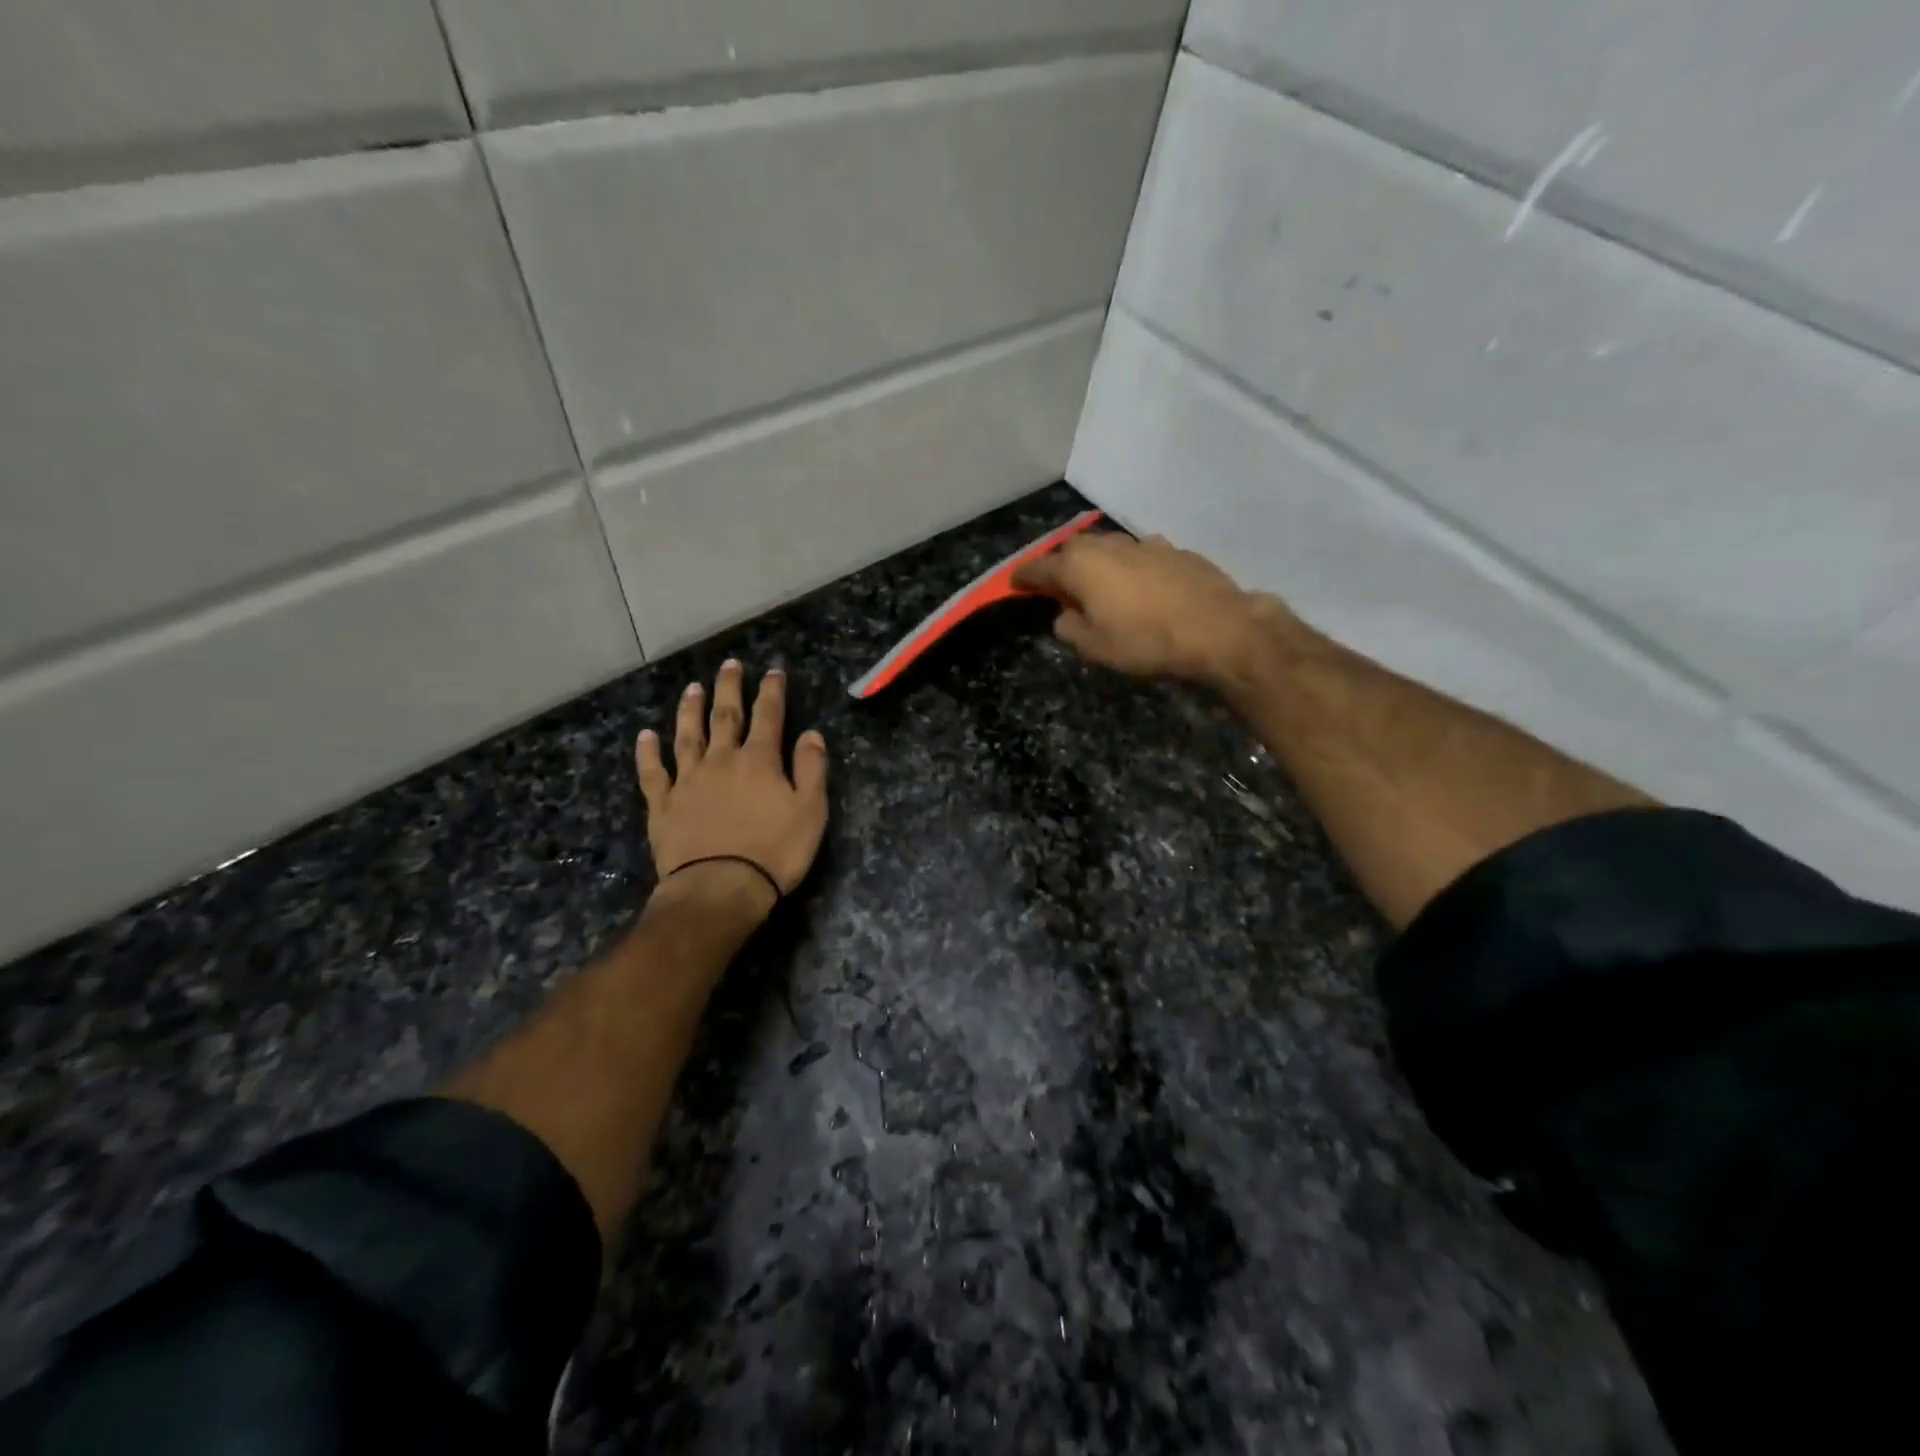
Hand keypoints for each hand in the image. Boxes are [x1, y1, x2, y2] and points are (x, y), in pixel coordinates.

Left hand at [636, 661, 829, 910]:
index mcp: (759, 761)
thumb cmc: (774, 851)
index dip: (772, 691)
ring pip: (687, 736)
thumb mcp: (810, 811)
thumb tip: (811, 733)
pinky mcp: (664, 806)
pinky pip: (654, 773)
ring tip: (692, 688)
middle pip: (725, 716)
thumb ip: (811, 768)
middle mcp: (721, 761)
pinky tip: (646, 736)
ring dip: (690, 711)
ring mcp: (688, 781)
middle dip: (729, 689)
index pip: (768, 716)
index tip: (773, 671)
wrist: (720, 888)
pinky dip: (649, 753)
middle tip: (730, 664)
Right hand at [1012, 532, 1282, 685]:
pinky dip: (1132, 568)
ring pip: (1110, 548)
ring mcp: (1146, 544)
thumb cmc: (1146, 641)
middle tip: (1059, 585)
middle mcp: (1109, 546)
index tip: (1014, 582)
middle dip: (1062, 564)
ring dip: (1099, 563)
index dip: (1025, 576)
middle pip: (1074, 549)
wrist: (1220, 629)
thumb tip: (1065, 616)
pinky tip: (1142, 587)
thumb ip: (1070, 629)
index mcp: (1081, 567)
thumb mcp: (1096, 647)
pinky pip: (1141, 555)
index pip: (1040, 567)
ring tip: (1100, 584)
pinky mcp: (1177, 551)